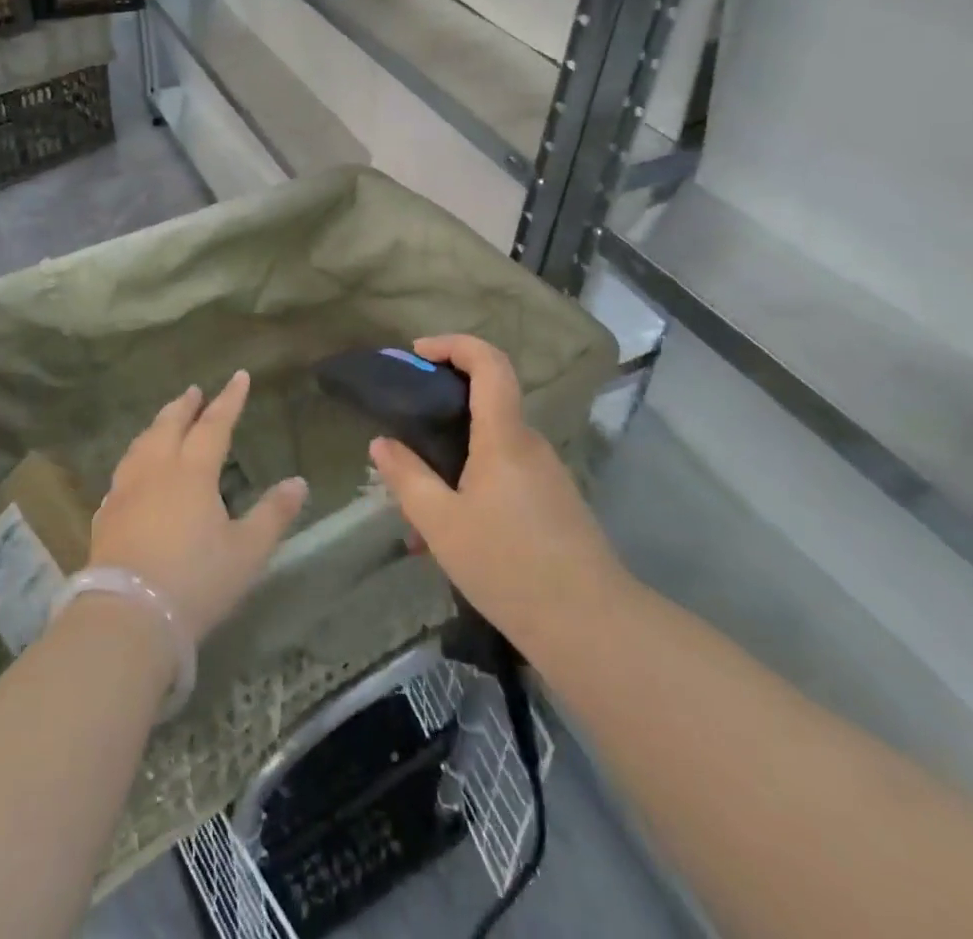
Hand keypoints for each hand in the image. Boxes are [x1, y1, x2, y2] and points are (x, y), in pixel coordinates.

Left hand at [91, 371, 308, 642]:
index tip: (239, 376)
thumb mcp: (247, 552)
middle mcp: (157, 470)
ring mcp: (126, 491)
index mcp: (193, 472)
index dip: (229, 399)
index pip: (215, 424)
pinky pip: (122, 473)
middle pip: (170, 425)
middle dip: (185, 406)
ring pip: (141, 444)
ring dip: (156, 426)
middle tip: (194, 390)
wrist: (127, 617)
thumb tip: (299, 482)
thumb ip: (273, 515)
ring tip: (164, 420)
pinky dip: (134, 458)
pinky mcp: (106, 515)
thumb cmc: (195, 581)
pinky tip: (133, 471)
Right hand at [367, 335, 632, 658]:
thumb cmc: (508, 565)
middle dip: (440, 414)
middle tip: (404, 440)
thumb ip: (407, 478)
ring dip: (451, 466)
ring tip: (418, 517)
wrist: (590, 627)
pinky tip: (449, 540)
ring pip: (490, 449)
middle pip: (486, 403)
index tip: (417, 354)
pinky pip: (504, 478)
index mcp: (504, 436)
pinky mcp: (553, 503)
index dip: (454, 344)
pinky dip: (471, 490)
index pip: (489, 362)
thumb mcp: (441, 524)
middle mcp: (529, 444)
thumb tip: (382, 443)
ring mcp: (546, 474)